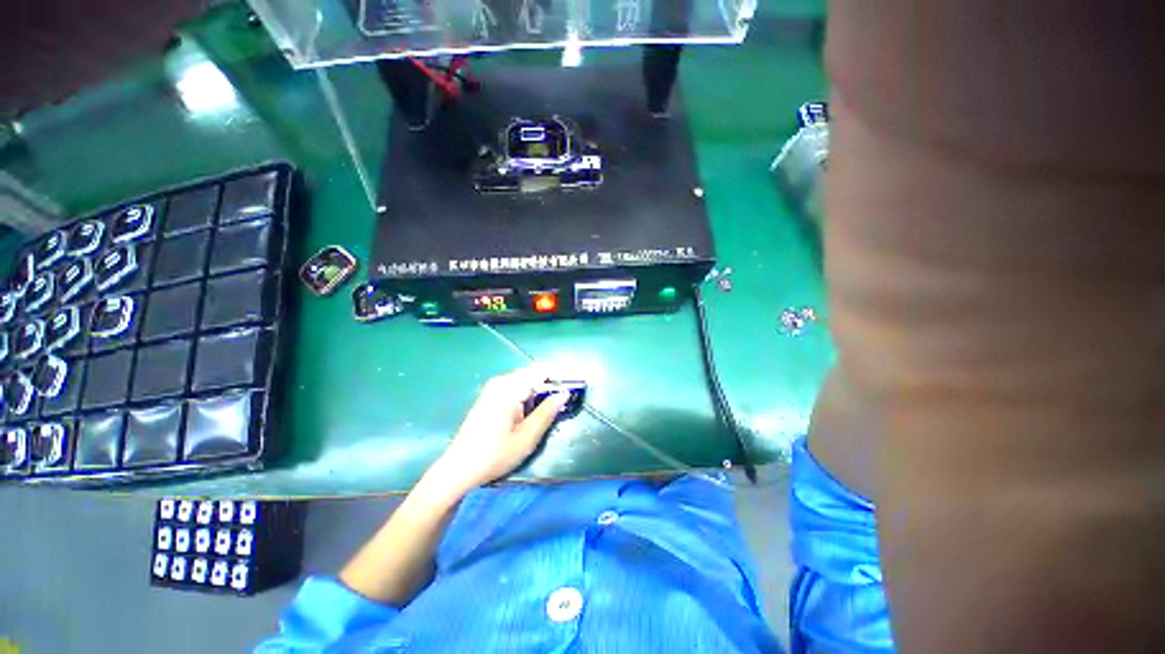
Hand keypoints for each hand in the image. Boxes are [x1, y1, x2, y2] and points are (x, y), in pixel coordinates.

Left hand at [428, 368, 569, 492]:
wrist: (457, 469)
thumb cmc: (494, 455)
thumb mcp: (526, 437)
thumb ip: (547, 412)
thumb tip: (564, 394)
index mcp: (510, 388)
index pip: (542, 371)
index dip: (560, 375)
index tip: (576, 384)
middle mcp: (501, 382)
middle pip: (533, 374)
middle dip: (551, 383)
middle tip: (567, 399)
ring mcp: (493, 389)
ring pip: (525, 381)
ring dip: (540, 390)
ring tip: (554, 405)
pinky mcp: (489, 397)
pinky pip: (515, 387)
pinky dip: (529, 394)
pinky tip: (534, 410)